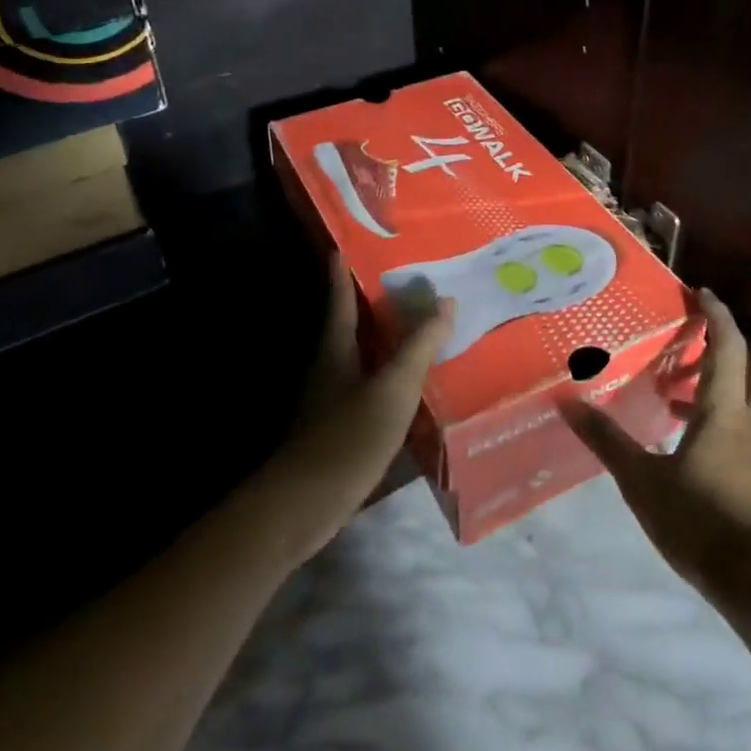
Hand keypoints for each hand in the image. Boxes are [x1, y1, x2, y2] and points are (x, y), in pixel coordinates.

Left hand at [251, 255, 451, 564]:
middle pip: (350, 326)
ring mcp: (331, 400)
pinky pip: (367, 387)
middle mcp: (329, 369)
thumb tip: (445, 301)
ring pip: (360, 358)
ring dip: (383, 341)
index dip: (342, 274)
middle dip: (372, 304)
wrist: (304, 505)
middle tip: (405, 282)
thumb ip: (419, 346)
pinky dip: (387, 375)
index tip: (343, 246)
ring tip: (416, 328)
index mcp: (336, 351)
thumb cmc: (348, 437)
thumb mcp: (393, 388)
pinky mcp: (338, 428)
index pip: (341, 301)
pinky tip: (409, 385)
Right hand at [562, 289, 750, 607]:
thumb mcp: (644, 484)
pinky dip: (725, 432)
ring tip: (678, 407)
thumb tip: (568, 401)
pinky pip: (749, 441)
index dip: (716, 316)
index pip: (727, 349)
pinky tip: (693, 457)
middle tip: (696, 354)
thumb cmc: (704, 524)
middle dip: (735, 355)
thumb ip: (608, 442)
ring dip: (724, 396)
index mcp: (725, 415)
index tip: (701, 292)